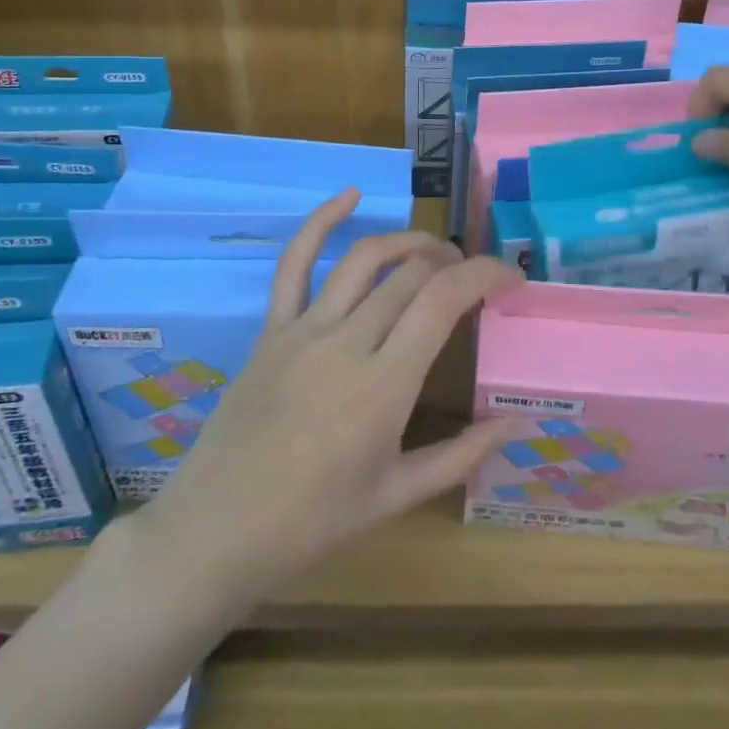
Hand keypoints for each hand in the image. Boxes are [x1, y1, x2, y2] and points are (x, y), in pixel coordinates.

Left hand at [121, 191, 521, 606]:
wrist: (215, 533)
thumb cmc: (312, 524)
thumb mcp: (396, 497)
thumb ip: (460, 456)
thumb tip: (514, 423)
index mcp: (383, 387)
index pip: (444, 301)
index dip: (485, 274)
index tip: (511, 278)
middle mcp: (346, 344)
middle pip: (410, 275)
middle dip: (453, 264)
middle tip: (473, 280)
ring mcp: (303, 330)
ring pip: (363, 259)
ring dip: (407, 242)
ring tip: (434, 251)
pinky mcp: (271, 329)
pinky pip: (294, 263)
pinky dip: (321, 222)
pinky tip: (349, 195)